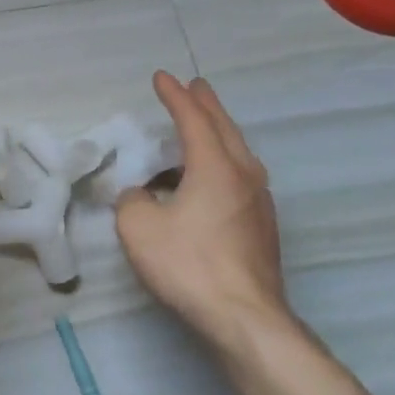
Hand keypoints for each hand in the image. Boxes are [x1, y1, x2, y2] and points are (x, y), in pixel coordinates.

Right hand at [115, 73, 290, 354]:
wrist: (244, 317)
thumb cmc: (188, 264)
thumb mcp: (138, 227)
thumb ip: (133, 200)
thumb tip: (141, 195)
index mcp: (215, 168)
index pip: (193, 121)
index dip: (175, 97)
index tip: (161, 77)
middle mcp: (244, 177)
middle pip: (225, 130)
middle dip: (207, 106)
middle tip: (195, 86)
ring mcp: (259, 203)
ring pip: (239, 153)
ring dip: (219, 133)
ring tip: (204, 125)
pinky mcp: (261, 228)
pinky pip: (241, 177)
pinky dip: (223, 161)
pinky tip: (212, 176)